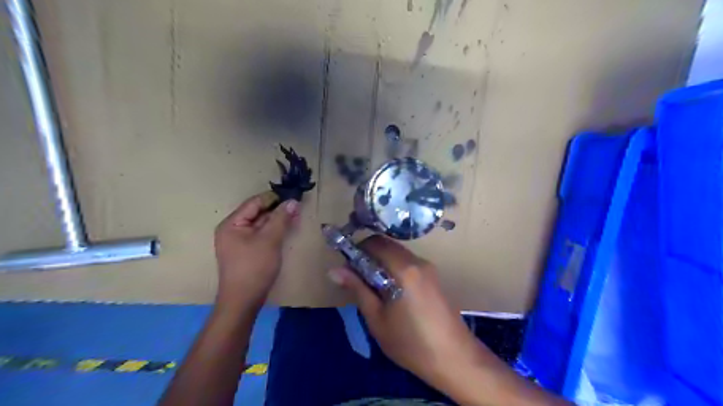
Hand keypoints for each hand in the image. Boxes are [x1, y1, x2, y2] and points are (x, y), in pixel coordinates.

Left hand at [214, 193, 299, 309]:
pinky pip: (261, 235)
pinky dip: (274, 231)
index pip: (254, 203)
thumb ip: (281, 219)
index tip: (293, 195)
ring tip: (296, 216)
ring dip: (277, 220)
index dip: (273, 198)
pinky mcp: (247, 251)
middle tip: (297, 207)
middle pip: (257, 213)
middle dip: (277, 209)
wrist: (244, 301)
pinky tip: (287, 229)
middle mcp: (232, 229)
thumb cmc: (254, 267)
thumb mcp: (270, 240)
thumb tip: (293, 201)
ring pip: (260, 224)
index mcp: (231, 224)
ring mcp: (239, 241)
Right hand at [327, 236, 478, 391]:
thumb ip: (358, 289)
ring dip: (381, 263)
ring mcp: (428, 268)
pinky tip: (391, 292)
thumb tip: (334, 270)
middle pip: (387, 245)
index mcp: (404, 268)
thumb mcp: (377, 318)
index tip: (348, 268)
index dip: (357, 250)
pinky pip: (408, 263)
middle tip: (357, 279)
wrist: (454, 358)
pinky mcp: (434, 276)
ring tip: (372, 288)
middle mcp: (418, 261)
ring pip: (398, 254)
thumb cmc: (411, 343)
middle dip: (369, 256)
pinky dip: (394, 269)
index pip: (375, 243)